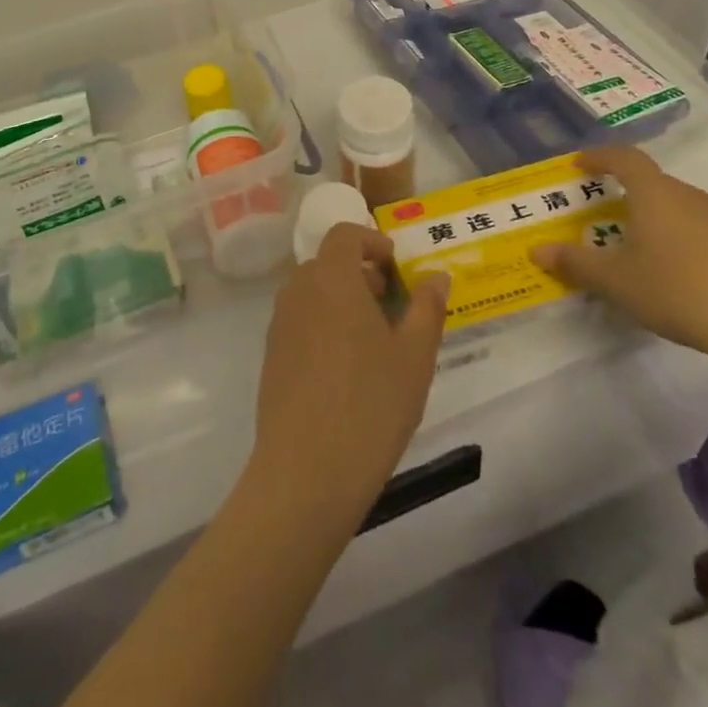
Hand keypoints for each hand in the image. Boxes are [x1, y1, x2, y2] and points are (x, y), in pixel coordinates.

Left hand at [249, 222, 449, 519]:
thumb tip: (436, 275)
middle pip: (327, 263)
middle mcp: (299, 291)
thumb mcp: (415, 356)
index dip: (371, 240)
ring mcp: (279, 324)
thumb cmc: (371, 404)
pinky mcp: (271, 357)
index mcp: (332, 278)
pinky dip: (323, 326)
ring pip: (312, 294)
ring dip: (341, 300)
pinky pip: (300, 322)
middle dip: (360, 273)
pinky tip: (346, 370)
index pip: (344, 234)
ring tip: (374, 340)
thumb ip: (427, 307)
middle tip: (391, 304)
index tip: (395, 265)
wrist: (306, 471)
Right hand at [531, 147, 707, 371]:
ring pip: (677, 206)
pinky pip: (700, 228)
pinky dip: (680, 237)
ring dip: (653, 217)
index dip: (599, 157)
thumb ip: (576, 263)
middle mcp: (689, 194)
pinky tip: (677, 270)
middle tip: (601, 215)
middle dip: (623, 193)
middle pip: (651, 182)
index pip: (623, 158)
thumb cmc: (680, 290)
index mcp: (654, 193)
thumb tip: (537, 249)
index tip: (578, 164)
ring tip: (637, 246)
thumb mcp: (618, 282)